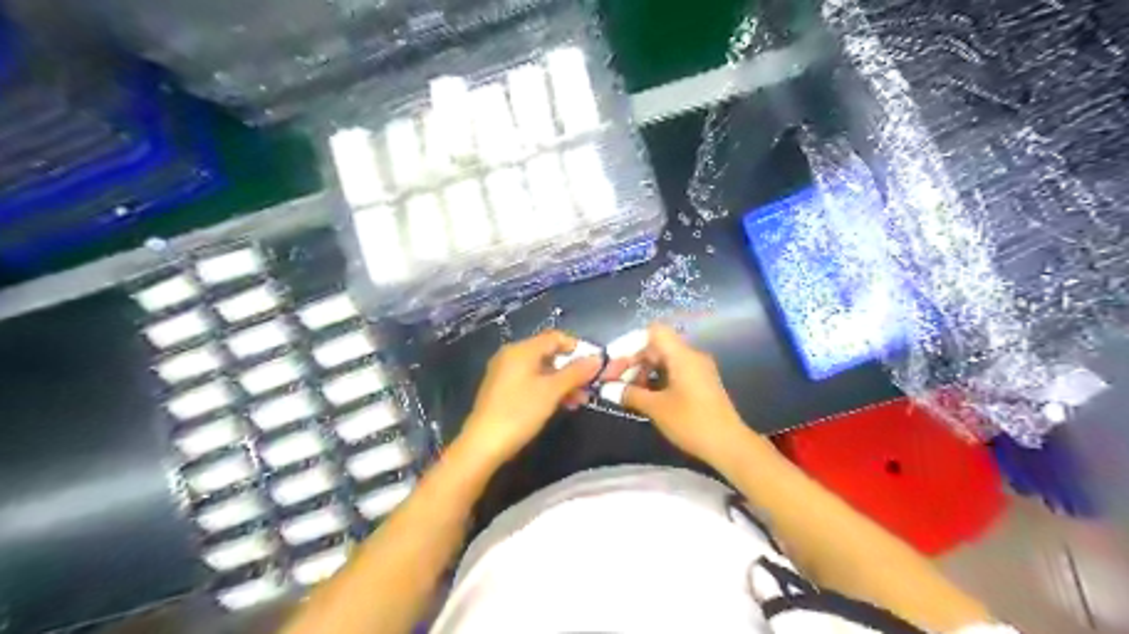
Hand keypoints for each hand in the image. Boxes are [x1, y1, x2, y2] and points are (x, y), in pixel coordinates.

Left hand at [455, 331, 598, 464]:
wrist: (483, 445)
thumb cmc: (519, 412)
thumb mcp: (552, 391)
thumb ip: (576, 372)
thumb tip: (598, 358)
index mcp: (521, 350)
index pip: (555, 337)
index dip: (577, 347)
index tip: (594, 365)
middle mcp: (511, 356)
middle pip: (548, 354)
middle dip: (571, 369)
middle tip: (589, 387)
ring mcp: (505, 374)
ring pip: (541, 371)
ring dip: (562, 383)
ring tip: (579, 401)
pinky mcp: (502, 391)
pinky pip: (530, 382)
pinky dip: (547, 390)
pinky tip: (560, 405)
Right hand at [604, 325, 751, 463]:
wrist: (729, 445)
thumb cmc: (692, 422)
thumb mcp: (656, 408)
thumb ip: (630, 394)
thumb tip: (608, 389)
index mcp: (682, 355)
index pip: (654, 332)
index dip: (632, 342)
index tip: (615, 363)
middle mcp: (691, 356)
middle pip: (657, 346)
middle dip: (634, 361)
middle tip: (615, 381)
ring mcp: (698, 370)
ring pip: (664, 361)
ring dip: (644, 372)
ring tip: (628, 393)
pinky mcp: (701, 384)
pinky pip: (674, 372)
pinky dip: (657, 380)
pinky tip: (646, 398)